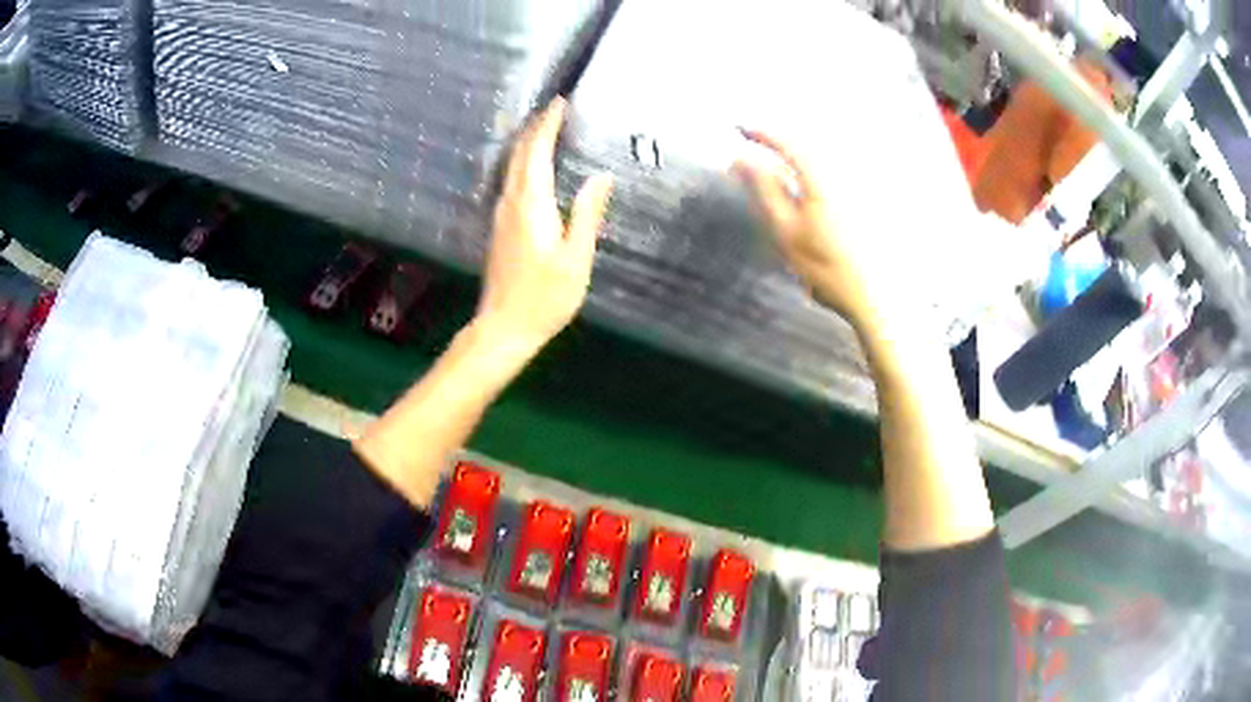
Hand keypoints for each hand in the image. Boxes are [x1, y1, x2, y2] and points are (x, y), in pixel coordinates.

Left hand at [477, 97, 613, 354]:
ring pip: (512, 166)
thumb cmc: (545, 297)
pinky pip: (511, 181)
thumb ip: (587, 214)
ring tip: (547, 128)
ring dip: (528, 143)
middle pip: (519, 154)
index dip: (547, 124)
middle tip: (555, 109)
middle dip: (535, 127)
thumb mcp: (576, 258)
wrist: (504, 327)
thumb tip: (602, 176)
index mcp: (531, 204)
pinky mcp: (500, 227)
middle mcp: (511, 202)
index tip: (559, 102)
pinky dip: (523, 163)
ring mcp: (501, 215)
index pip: (536, 151)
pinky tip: (533, 166)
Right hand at [733, 129, 894, 331]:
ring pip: (821, 159)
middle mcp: (844, 173)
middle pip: (806, 146)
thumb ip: (764, 190)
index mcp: (822, 178)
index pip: (788, 142)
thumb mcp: (786, 230)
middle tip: (754, 147)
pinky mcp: (868, 199)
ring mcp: (859, 186)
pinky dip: (814, 172)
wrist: (876, 297)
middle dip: (778, 142)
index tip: (739, 127)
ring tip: (776, 164)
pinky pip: (835, 172)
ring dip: (796, 156)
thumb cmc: (827, 268)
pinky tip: (807, 187)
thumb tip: (741, 158)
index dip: (762, 132)